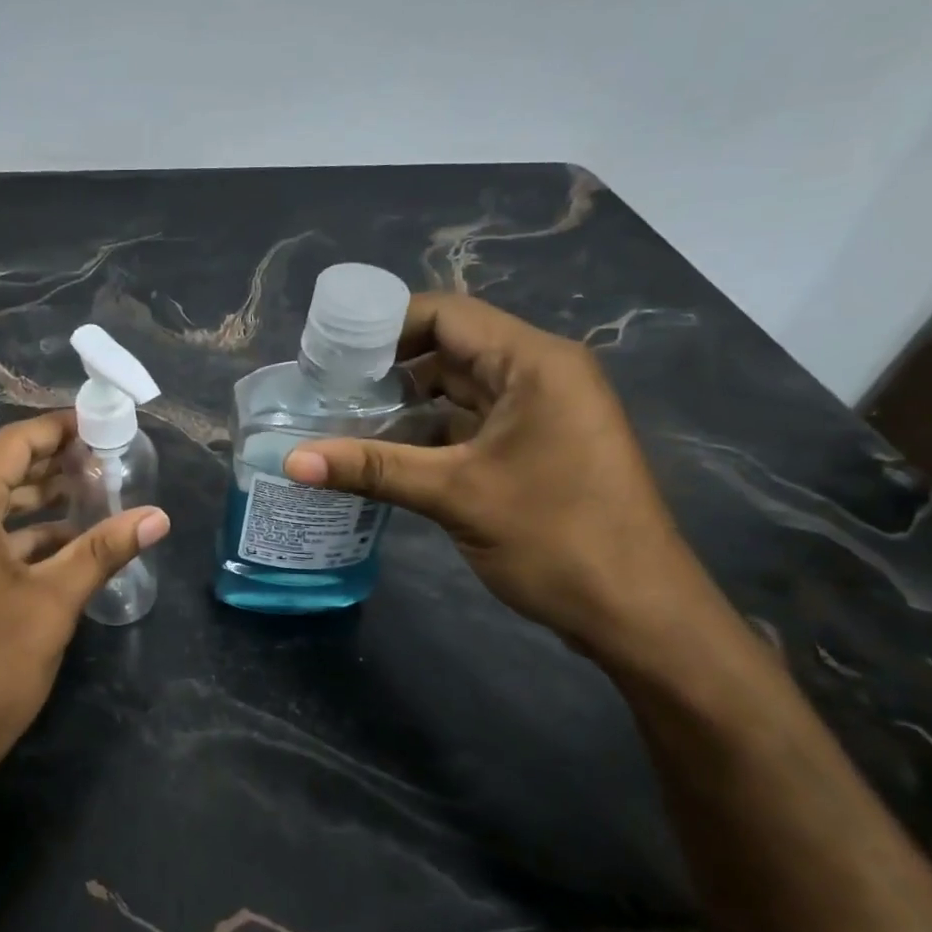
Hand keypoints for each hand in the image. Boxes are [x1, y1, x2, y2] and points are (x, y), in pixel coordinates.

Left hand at [0, 412, 169, 852]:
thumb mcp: (52, 605)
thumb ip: (103, 550)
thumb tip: (158, 517)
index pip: (10, 444)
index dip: (57, 429)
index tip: (101, 426)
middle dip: (52, 467)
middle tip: (107, 464)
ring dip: (34, 505)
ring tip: (93, 499)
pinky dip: (13, 538)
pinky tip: (58, 549)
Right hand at [285, 293, 716, 664]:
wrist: (640, 615)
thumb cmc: (556, 540)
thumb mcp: (456, 496)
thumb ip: (371, 469)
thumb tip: (290, 460)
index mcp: (534, 362)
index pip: (446, 315)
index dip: (384, 326)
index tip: (332, 353)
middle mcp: (541, 373)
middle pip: (451, 347)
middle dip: (388, 365)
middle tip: (327, 386)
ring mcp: (542, 411)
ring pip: (459, 388)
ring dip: (407, 402)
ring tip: (343, 417)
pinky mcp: (537, 446)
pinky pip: (472, 422)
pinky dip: (430, 431)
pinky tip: (384, 451)